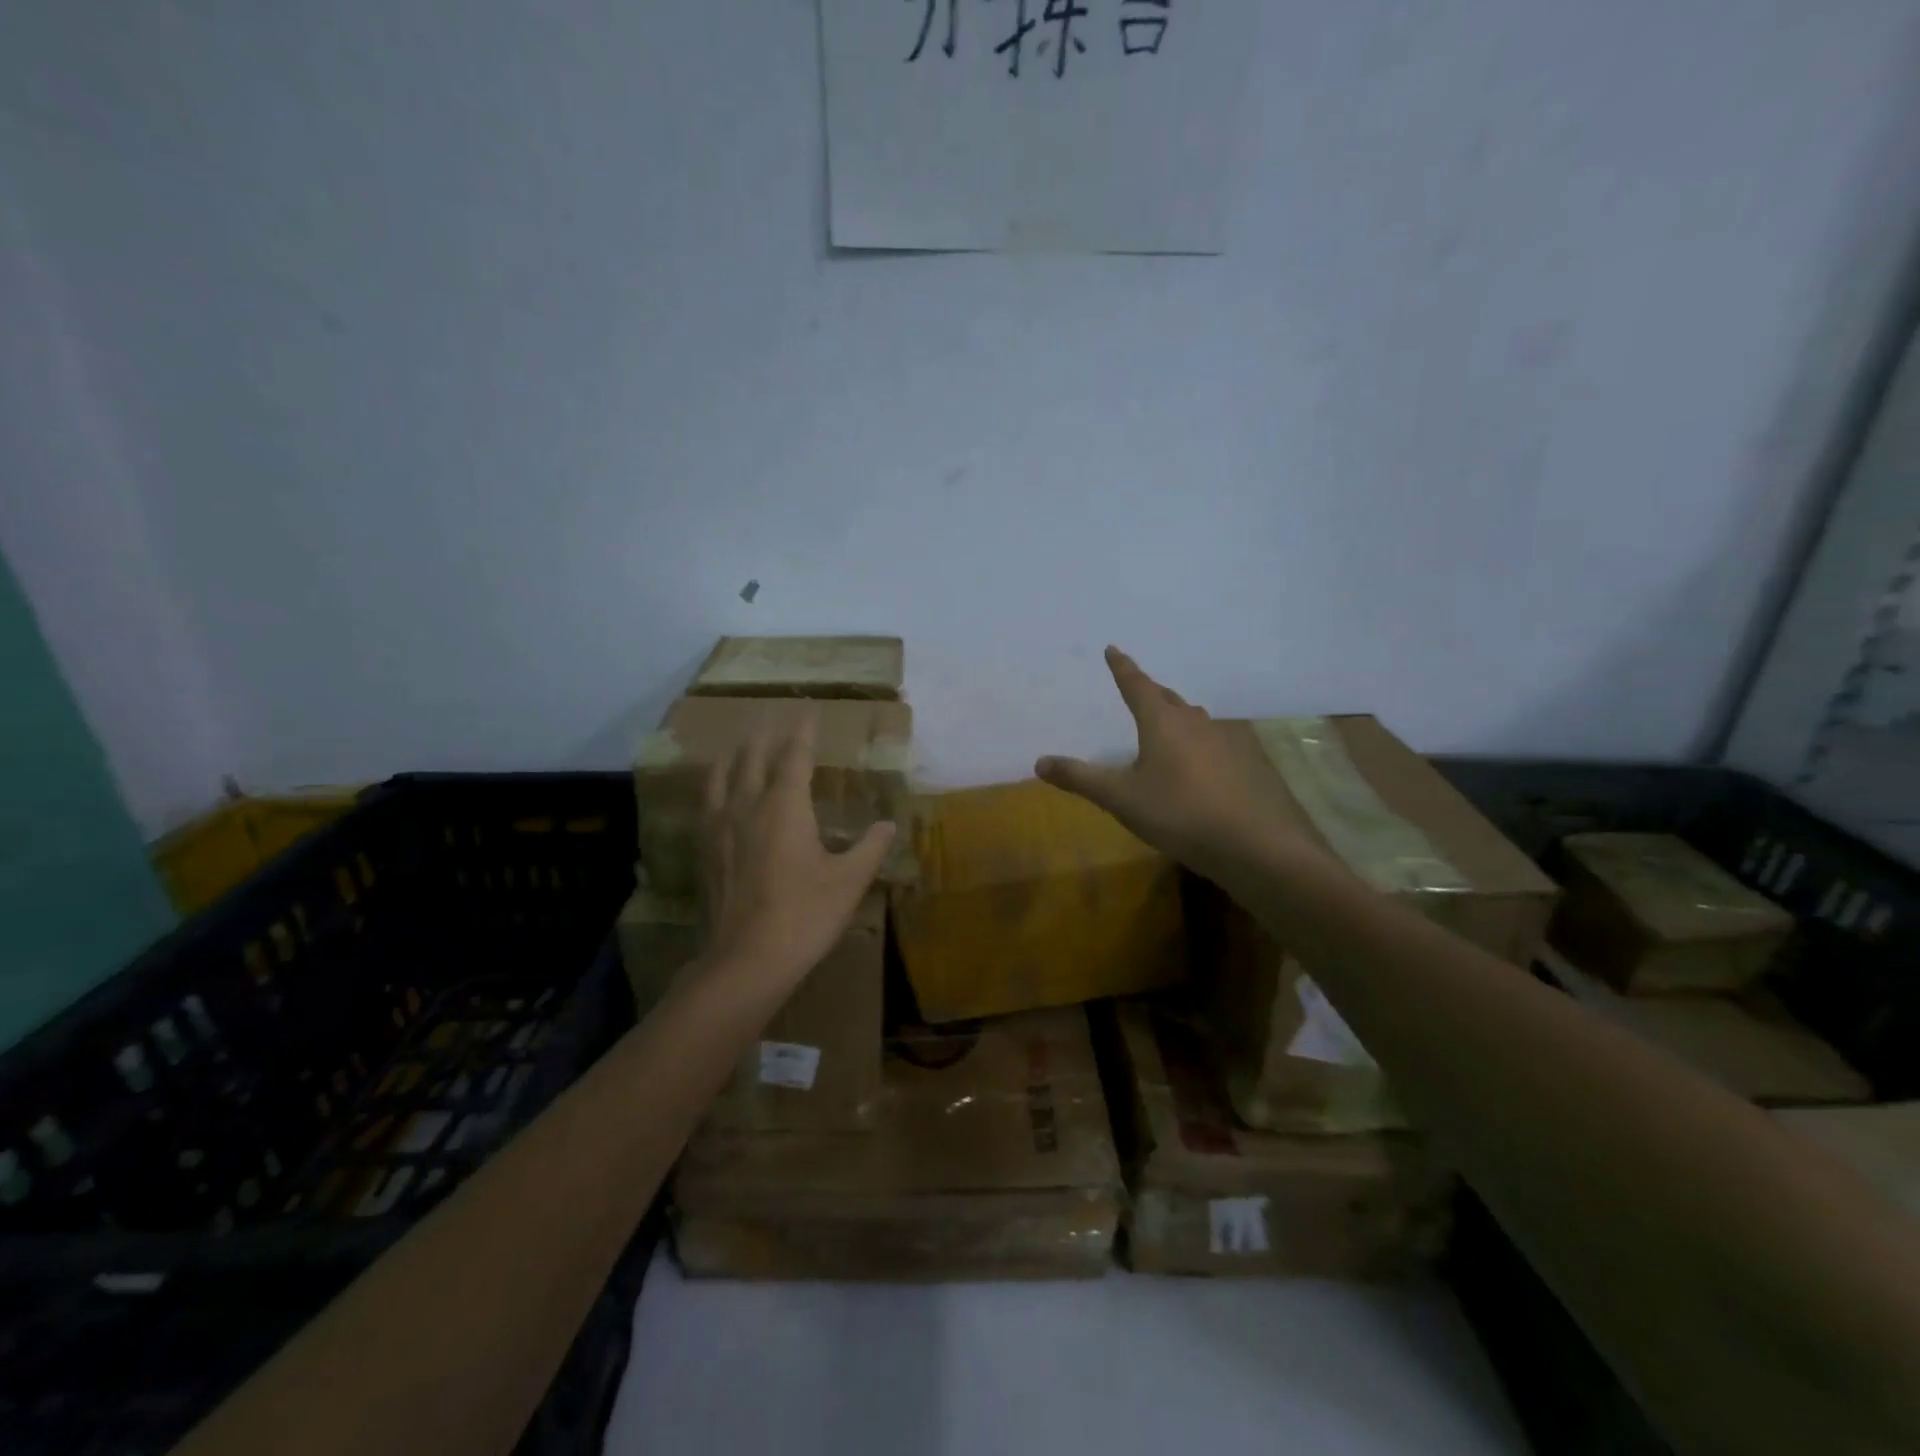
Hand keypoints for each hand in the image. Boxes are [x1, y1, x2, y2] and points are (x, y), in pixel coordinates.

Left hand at [699, 711, 895, 992]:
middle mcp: (748, 805)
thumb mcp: (849, 881)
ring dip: (735, 757)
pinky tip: (719, 797)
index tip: (808, 711)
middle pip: (753, 757)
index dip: (803, 731)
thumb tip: (887, 824)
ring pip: (722, 776)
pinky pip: (707, 804)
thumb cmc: (805, 914)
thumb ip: (871, 847)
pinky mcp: (704, 851)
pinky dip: (716, 787)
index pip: (794, 755)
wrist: (746, 960)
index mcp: (785, 805)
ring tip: (741, 750)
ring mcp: (720, 828)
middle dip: (767, 737)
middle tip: (776, 724)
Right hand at [1036, 646, 1291, 879]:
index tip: (1113, 649)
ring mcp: (1222, 741)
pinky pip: (1210, 739)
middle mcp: (1193, 723)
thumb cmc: (1177, 812)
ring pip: (1192, 717)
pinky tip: (1195, 758)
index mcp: (1161, 722)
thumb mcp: (1120, 798)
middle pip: (1166, 697)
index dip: (1122, 668)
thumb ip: (1080, 779)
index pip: (1136, 685)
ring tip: (1164, 719)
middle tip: (1135, 686)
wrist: (1249, 843)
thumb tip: (1039, 762)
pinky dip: (1195, 738)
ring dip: (1174, 712)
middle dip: (1148, 690)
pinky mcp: (1240, 763)